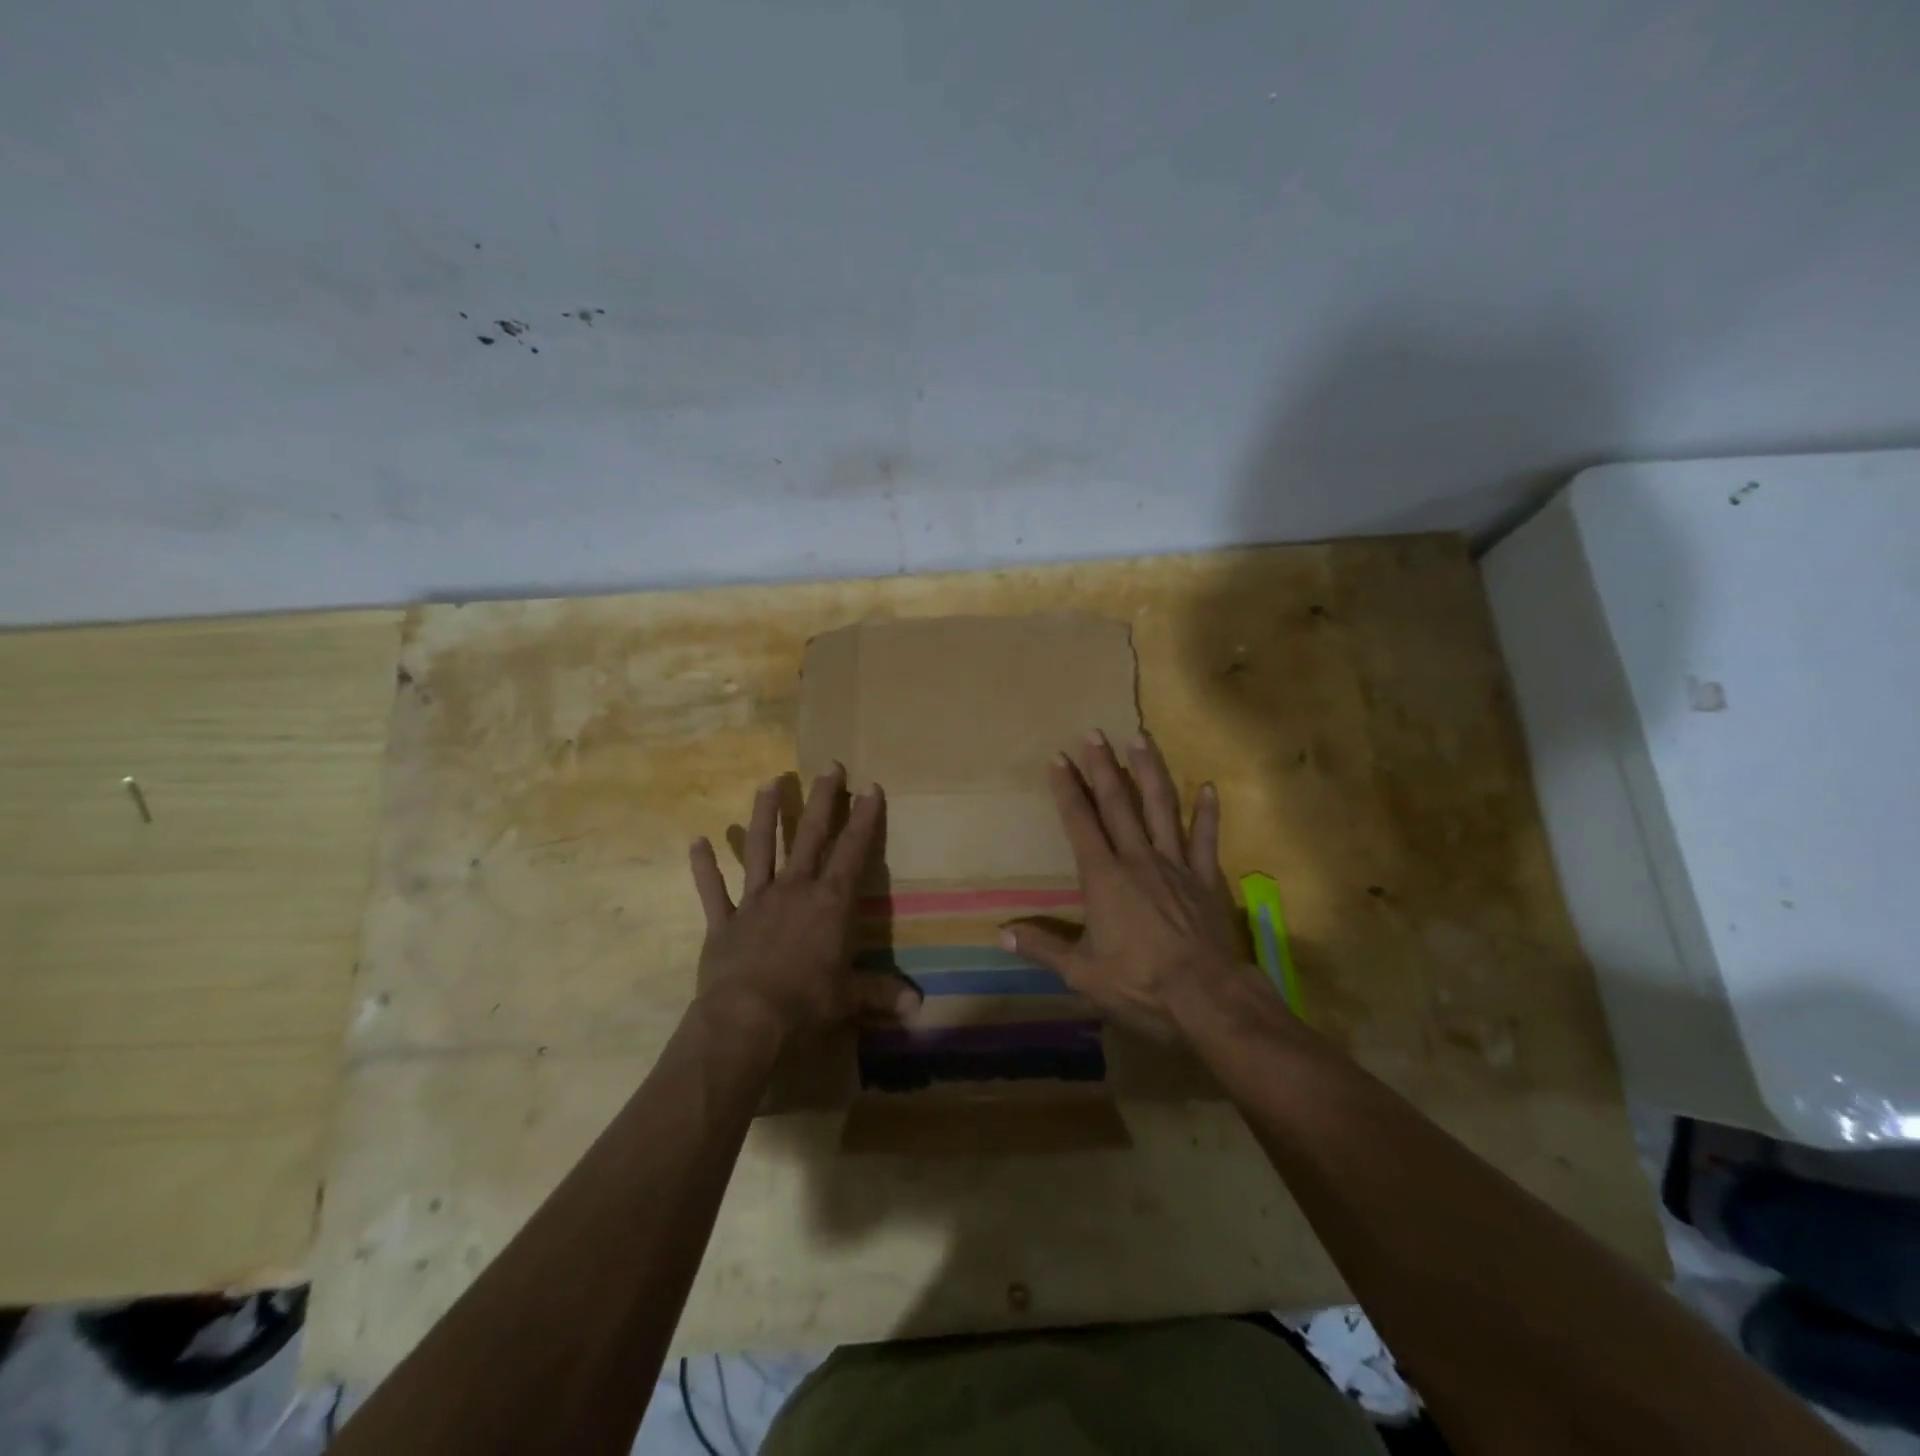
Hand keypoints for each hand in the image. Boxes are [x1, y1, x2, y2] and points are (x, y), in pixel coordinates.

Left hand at [689, 766, 919, 1041]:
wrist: (746, 1021)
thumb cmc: (806, 1003)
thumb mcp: (850, 998)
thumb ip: (882, 994)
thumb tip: (920, 1008)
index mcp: (829, 903)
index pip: (852, 852)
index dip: (864, 819)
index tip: (871, 786)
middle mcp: (794, 891)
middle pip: (810, 836)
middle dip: (822, 800)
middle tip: (829, 766)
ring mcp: (755, 902)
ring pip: (760, 849)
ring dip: (765, 815)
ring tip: (768, 782)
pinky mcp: (723, 922)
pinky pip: (712, 890)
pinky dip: (703, 867)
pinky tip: (696, 841)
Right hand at [1003, 732, 1244, 1026]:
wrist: (1207, 998)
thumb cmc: (1140, 984)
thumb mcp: (1082, 973)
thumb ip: (1043, 948)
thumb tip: (1001, 934)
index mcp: (1104, 877)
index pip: (1081, 823)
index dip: (1067, 790)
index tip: (1059, 758)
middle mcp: (1138, 859)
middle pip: (1118, 804)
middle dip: (1102, 767)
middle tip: (1093, 732)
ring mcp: (1175, 865)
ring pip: (1161, 808)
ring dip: (1149, 772)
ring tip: (1140, 739)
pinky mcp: (1205, 878)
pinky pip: (1206, 839)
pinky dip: (1209, 813)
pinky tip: (1209, 788)